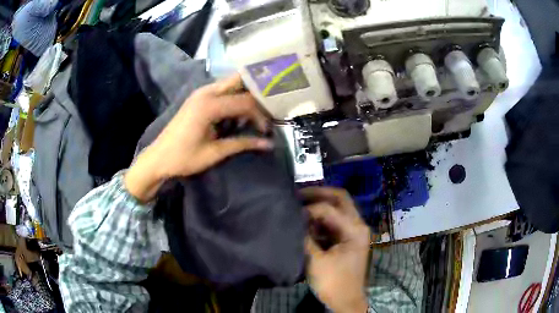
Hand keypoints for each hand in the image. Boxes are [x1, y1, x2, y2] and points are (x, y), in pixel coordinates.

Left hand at [125, 74, 271, 201]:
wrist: (158, 158)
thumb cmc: (184, 158)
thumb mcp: (215, 152)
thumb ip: (243, 143)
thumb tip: (269, 144)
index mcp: (209, 105)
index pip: (245, 101)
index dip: (260, 115)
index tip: (266, 130)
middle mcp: (206, 92)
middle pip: (239, 80)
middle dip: (256, 92)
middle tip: (268, 107)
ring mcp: (201, 93)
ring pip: (231, 83)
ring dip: (245, 93)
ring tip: (256, 110)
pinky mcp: (198, 98)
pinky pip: (222, 90)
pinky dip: (234, 97)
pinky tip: (238, 112)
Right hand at [302, 187, 369, 312]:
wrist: (345, 301)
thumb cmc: (333, 282)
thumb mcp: (316, 260)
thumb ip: (305, 236)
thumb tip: (294, 218)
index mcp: (354, 229)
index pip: (330, 208)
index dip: (309, 208)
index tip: (291, 212)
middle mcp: (357, 225)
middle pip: (340, 199)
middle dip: (318, 194)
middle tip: (297, 194)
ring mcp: (353, 232)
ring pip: (337, 209)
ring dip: (319, 207)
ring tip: (298, 206)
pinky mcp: (346, 240)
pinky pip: (333, 222)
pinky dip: (320, 220)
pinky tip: (305, 223)